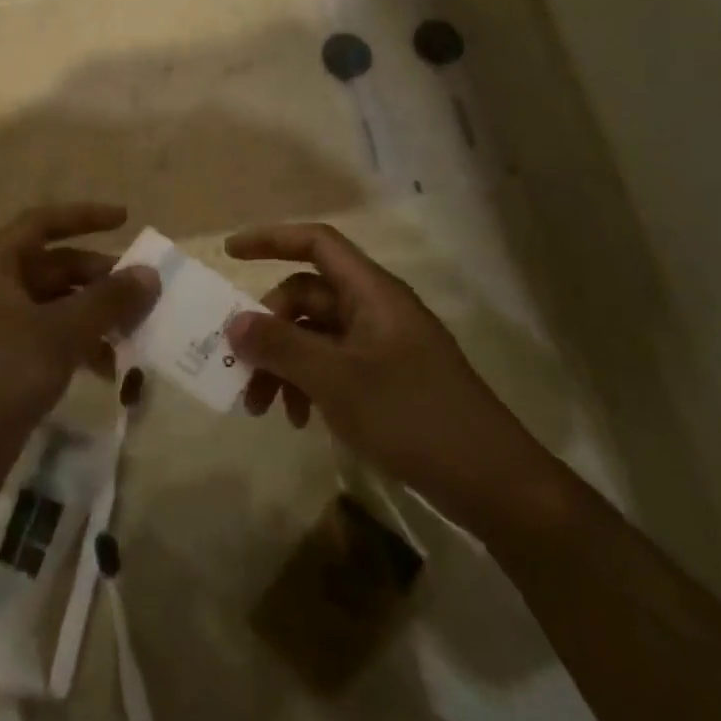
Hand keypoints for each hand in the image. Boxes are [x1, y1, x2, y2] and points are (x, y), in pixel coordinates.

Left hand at [0, 203, 157, 511]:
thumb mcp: (59, 332)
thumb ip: (107, 301)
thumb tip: (149, 274)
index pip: (41, 223)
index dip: (83, 216)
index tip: (125, 220)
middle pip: (54, 268)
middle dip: (99, 278)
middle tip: (141, 293)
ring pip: (56, 308)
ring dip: (95, 317)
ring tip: (135, 335)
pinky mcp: (4, 368)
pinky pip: (50, 342)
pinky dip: (80, 348)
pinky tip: (109, 370)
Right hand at [224, 223, 559, 538]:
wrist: (490, 481)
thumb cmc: (413, 416)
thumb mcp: (338, 381)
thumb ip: (282, 347)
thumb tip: (233, 323)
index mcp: (372, 293)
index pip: (317, 243)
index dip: (271, 239)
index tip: (229, 253)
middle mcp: (375, 310)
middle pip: (307, 296)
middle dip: (268, 329)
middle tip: (241, 371)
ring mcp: (381, 346)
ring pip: (315, 335)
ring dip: (283, 363)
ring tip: (264, 409)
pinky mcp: (385, 379)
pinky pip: (332, 364)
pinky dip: (307, 383)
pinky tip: (299, 420)